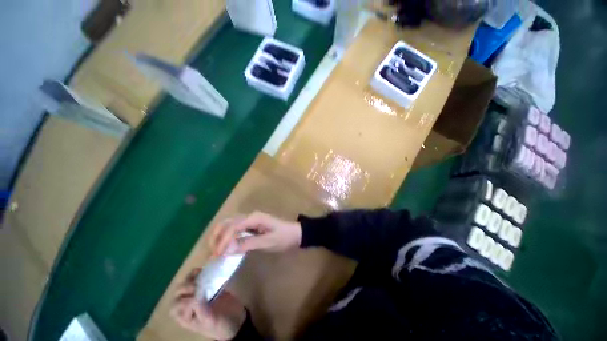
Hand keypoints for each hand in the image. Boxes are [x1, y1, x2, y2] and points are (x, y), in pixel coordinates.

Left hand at [171, 268, 245, 339]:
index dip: (187, 301)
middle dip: (184, 288)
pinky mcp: (206, 287)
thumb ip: (201, 310)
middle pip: (178, 294)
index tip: (200, 299)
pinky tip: (204, 270)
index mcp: (185, 318)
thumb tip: (196, 296)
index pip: (178, 306)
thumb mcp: (210, 321)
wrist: (235, 319)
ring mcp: (197, 295)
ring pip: (186, 284)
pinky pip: (198, 278)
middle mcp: (187, 306)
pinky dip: (199, 272)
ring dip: (190, 278)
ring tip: (199, 273)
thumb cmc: (221, 325)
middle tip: (196, 286)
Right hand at [210, 211, 301, 255]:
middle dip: (218, 236)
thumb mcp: (268, 242)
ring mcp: (251, 219)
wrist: (295, 234)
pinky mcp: (252, 225)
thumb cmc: (284, 237)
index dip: (223, 240)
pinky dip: (227, 236)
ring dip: (221, 235)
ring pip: (230, 224)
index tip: (217, 255)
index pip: (233, 226)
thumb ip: (248, 244)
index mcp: (254, 218)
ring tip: (215, 250)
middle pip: (228, 223)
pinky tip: (225, 246)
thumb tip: (227, 250)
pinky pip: (236, 228)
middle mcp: (250, 216)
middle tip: (212, 253)